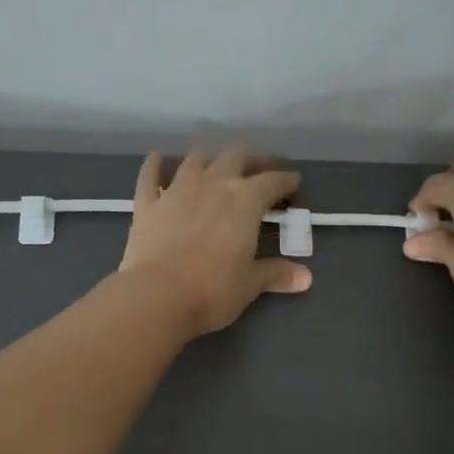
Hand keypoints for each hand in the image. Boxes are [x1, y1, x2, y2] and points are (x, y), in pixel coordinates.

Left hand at [119, 146, 311, 335]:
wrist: (157, 296)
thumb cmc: (213, 290)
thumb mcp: (250, 284)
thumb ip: (276, 274)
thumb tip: (306, 278)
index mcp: (245, 200)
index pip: (272, 181)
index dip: (285, 180)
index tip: (293, 182)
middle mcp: (212, 184)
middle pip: (236, 157)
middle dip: (252, 160)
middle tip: (259, 170)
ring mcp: (176, 190)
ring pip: (196, 159)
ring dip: (210, 158)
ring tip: (217, 165)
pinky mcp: (147, 203)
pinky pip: (150, 174)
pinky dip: (156, 164)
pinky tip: (159, 158)